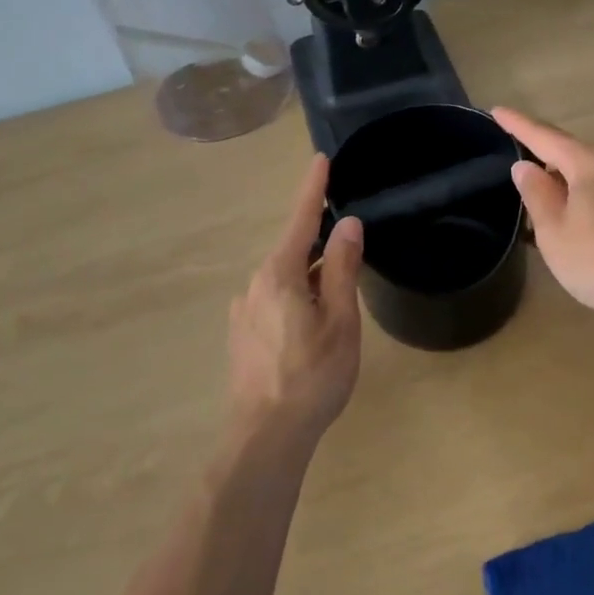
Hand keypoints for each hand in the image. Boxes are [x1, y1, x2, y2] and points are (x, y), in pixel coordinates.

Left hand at [227, 156, 363, 443]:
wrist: (266, 435)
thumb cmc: (313, 375)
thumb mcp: (340, 319)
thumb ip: (342, 269)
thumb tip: (347, 225)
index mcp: (279, 274)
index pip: (300, 220)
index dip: (312, 189)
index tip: (320, 160)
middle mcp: (254, 285)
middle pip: (293, 251)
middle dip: (320, 245)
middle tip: (351, 250)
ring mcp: (244, 312)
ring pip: (284, 280)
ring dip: (310, 278)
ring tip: (338, 303)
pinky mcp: (242, 336)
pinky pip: (274, 302)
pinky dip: (297, 300)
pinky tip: (312, 329)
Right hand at [493, 108, 593, 324]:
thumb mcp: (554, 229)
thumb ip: (537, 194)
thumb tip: (527, 166)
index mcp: (591, 164)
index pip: (546, 138)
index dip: (519, 125)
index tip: (498, 111)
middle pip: (575, 158)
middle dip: (548, 164)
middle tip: (523, 178)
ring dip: (571, 189)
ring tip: (552, 213)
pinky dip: (592, 207)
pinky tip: (586, 231)